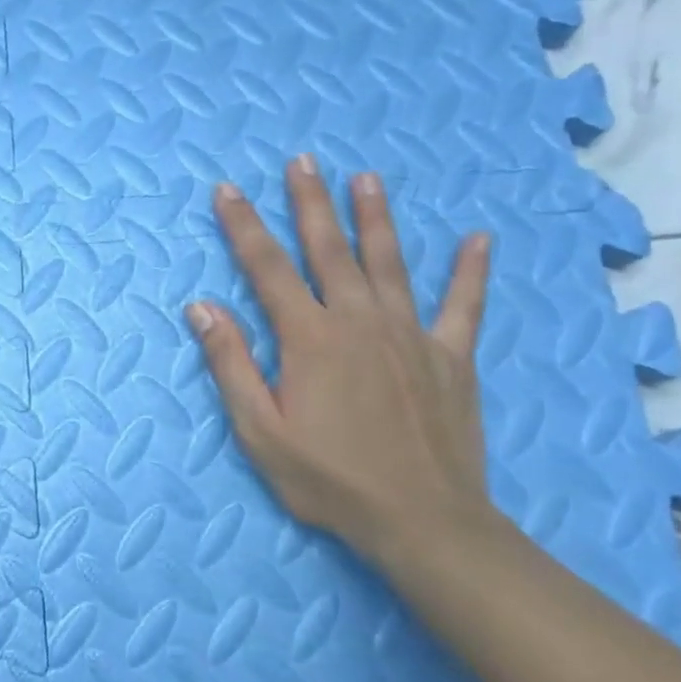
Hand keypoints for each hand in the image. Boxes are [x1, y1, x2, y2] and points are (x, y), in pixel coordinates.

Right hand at [186, 156, 495, 563]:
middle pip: (329, 250)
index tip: (227, 190)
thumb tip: (202, 306)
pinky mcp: (450, 357)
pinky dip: (470, 272)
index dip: (243, 227)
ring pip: (389, 262)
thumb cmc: (328, 478)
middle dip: (310, 203)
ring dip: (375, 218)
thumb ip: (231, 363)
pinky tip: (478, 239)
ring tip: (366, 178)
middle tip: (302, 161)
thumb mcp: (259, 430)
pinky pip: (462, 305)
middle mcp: (359, 321)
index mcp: (309, 338)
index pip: (267, 268)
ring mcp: (410, 335)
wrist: (421, 520)